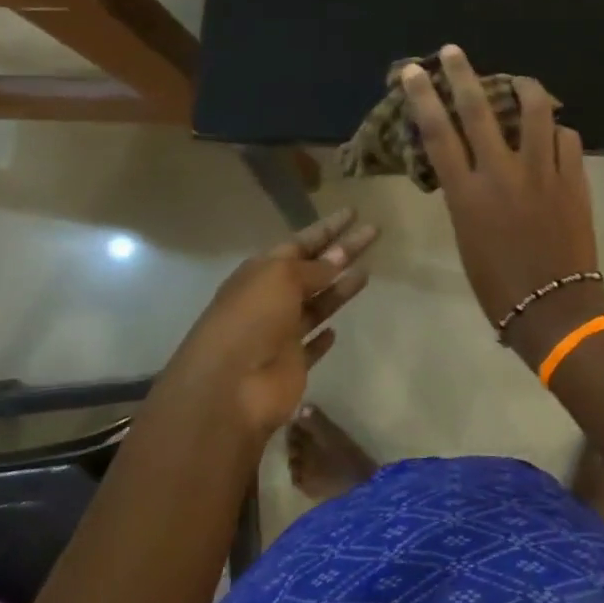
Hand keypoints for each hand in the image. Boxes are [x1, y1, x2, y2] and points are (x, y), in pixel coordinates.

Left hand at [160, 208, 378, 436]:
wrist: (229, 389)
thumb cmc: (251, 320)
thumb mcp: (280, 278)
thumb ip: (313, 268)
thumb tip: (337, 256)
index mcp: (261, 272)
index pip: (300, 242)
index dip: (327, 228)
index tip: (354, 213)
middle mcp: (271, 299)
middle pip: (314, 270)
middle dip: (342, 251)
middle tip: (374, 233)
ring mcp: (281, 334)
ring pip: (316, 305)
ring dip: (339, 289)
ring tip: (368, 272)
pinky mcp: (291, 366)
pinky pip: (310, 348)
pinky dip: (322, 338)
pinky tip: (335, 330)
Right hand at [403, 46, 603, 364]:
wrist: (552, 307)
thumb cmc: (497, 282)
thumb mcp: (466, 235)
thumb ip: (466, 193)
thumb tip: (471, 163)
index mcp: (466, 193)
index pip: (438, 133)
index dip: (423, 97)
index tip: (414, 71)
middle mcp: (501, 174)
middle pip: (479, 110)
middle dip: (462, 74)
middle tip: (453, 51)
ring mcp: (541, 172)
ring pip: (535, 111)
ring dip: (524, 87)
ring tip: (519, 81)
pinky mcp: (573, 178)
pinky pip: (566, 138)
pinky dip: (556, 131)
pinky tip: (553, 134)